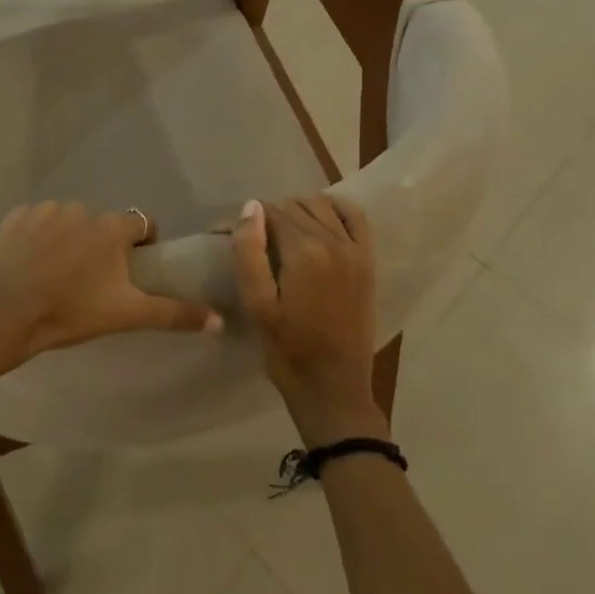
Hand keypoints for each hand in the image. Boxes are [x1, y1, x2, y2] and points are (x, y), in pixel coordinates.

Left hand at [0, 202, 221, 406]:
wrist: (3, 316)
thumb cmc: (70, 313)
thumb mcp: (126, 315)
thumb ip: (173, 313)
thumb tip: (219, 319)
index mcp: (112, 227)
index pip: (141, 224)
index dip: (142, 245)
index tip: (133, 268)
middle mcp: (82, 208)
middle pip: (103, 224)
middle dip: (102, 244)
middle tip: (93, 278)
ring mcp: (46, 210)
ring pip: (69, 221)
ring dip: (69, 238)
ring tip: (58, 272)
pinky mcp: (15, 218)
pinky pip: (36, 222)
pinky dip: (37, 237)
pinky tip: (30, 263)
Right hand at [232, 196, 386, 442]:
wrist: (333, 388)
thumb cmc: (287, 350)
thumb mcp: (257, 305)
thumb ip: (249, 252)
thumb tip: (251, 206)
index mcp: (304, 252)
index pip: (271, 211)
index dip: (245, 218)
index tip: (226, 233)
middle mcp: (334, 241)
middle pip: (295, 206)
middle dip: (269, 214)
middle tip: (251, 238)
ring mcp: (355, 250)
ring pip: (321, 205)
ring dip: (298, 209)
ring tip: (279, 232)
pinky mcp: (367, 261)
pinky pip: (355, 217)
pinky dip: (336, 208)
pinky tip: (320, 217)